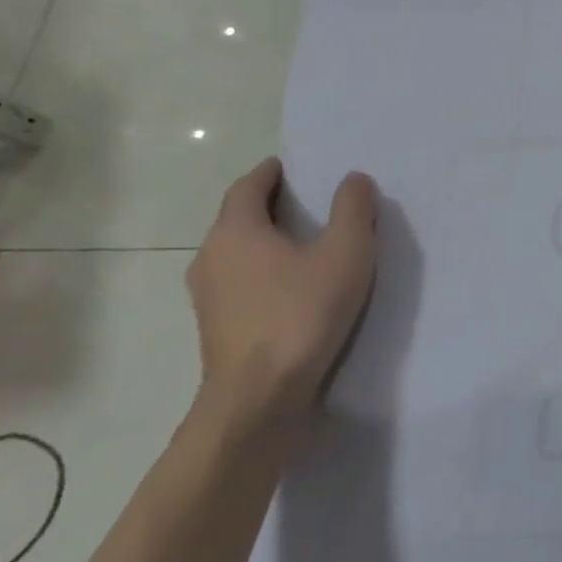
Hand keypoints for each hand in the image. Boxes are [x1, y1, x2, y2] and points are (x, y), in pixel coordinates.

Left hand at [186, 158, 379, 433]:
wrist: (259, 396)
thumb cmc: (302, 312)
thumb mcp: (346, 252)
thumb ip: (352, 210)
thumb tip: (352, 179)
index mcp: (236, 231)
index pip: (247, 187)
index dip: (270, 173)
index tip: (293, 166)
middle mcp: (211, 257)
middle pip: (239, 219)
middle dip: (272, 206)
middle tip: (312, 201)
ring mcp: (208, 296)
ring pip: (239, 253)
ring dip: (269, 241)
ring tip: (310, 243)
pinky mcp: (218, 326)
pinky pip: (242, 282)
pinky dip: (266, 271)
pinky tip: (297, 285)